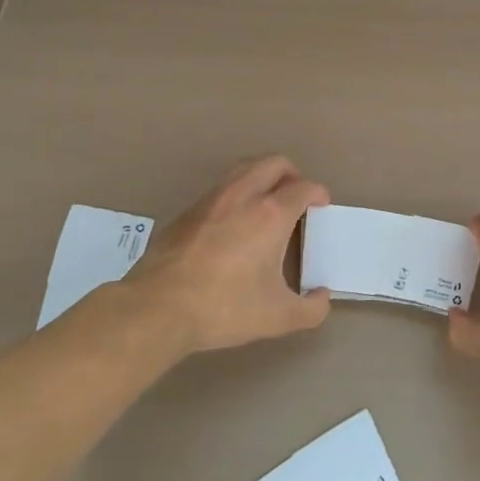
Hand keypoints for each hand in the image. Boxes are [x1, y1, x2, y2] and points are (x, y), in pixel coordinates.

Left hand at [117, 156, 332, 354]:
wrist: (157, 308)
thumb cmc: (224, 308)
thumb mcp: (278, 317)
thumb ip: (311, 309)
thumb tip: (322, 297)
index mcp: (271, 214)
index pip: (303, 187)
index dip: (318, 193)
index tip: (321, 205)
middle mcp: (243, 196)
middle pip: (274, 163)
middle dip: (292, 173)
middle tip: (297, 195)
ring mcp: (211, 200)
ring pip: (243, 168)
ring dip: (262, 176)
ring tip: (267, 200)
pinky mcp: (187, 211)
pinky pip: (220, 188)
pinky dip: (236, 193)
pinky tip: (233, 222)